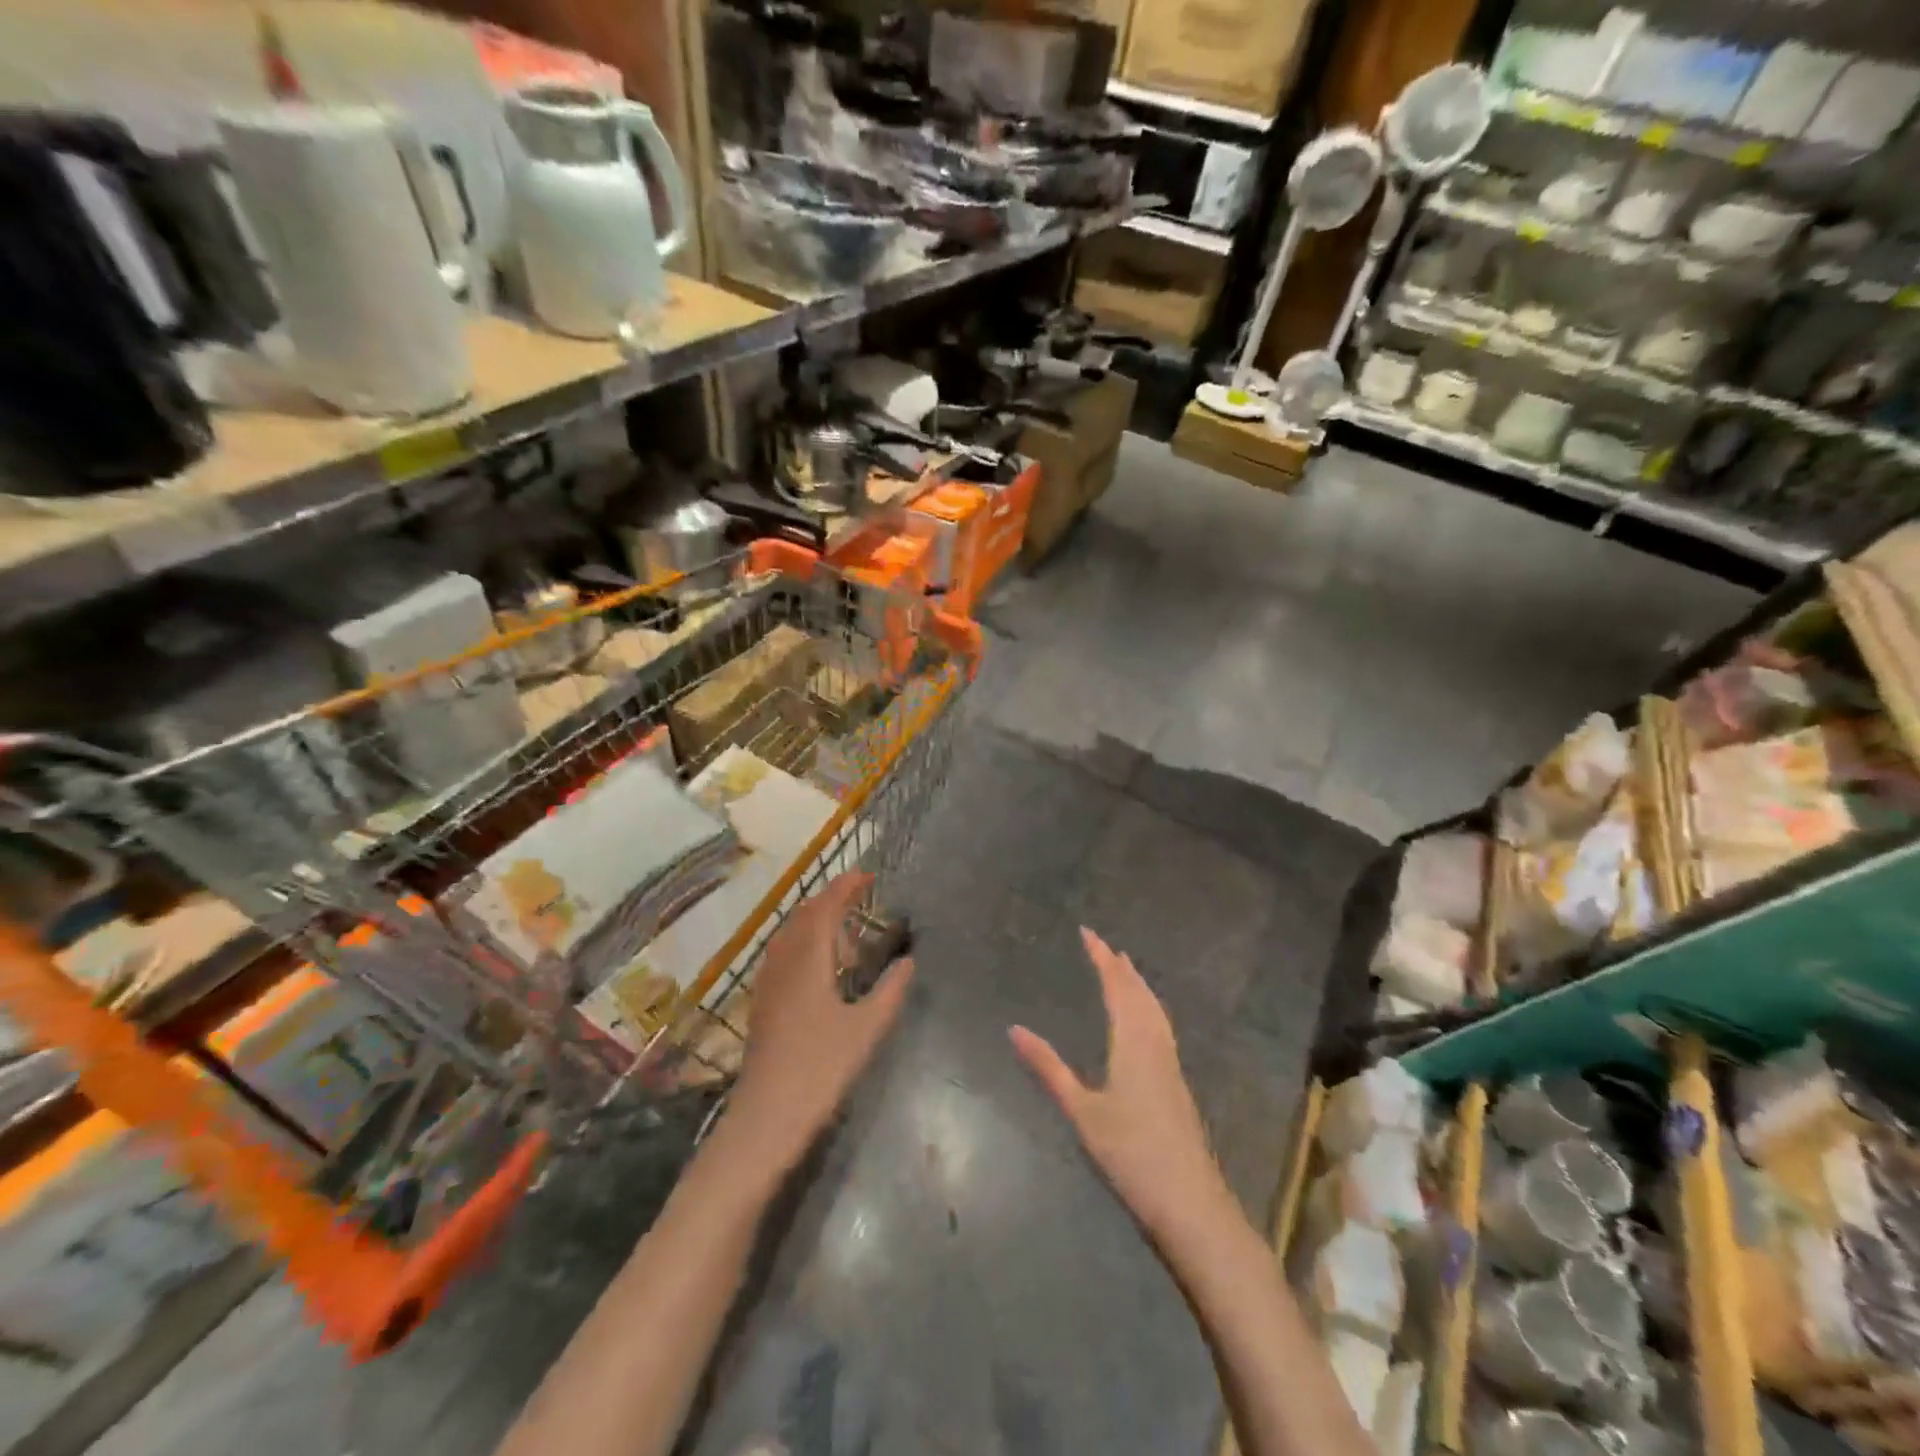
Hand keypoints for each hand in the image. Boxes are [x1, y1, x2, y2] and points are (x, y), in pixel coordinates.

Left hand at [728, 871, 913, 1164]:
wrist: (766, 1116)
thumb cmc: (821, 1069)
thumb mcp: (867, 1029)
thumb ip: (890, 991)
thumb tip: (908, 961)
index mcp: (809, 960)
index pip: (826, 908)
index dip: (845, 887)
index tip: (868, 876)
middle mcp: (784, 961)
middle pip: (804, 915)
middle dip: (830, 898)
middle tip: (860, 896)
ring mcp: (768, 981)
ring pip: (790, 933)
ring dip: (815, 919)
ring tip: (843, 926)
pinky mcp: (762, 1001)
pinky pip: (782, 952)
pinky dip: (803, 940)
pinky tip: (817, 963)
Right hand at [1010, 928, 1226, 1238]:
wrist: (1191, 1204)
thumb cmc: (1131, 1155)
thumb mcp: (1081, 1112)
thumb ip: (1048, 1068)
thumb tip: (1014, 1029)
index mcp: (1133, 1043)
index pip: (1116, 988)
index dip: (1101, 958)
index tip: (1088, 933)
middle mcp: (1155, 1045)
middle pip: (1140, 994)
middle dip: (1121, 967)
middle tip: (1104, 946)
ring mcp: (1171, 1065)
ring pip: (1155, 1010)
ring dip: (1139, 985)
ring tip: (1126, 971)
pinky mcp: (1177, 1084)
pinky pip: (1161, 1027)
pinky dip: (1149, 1007)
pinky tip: (1146, 1022)